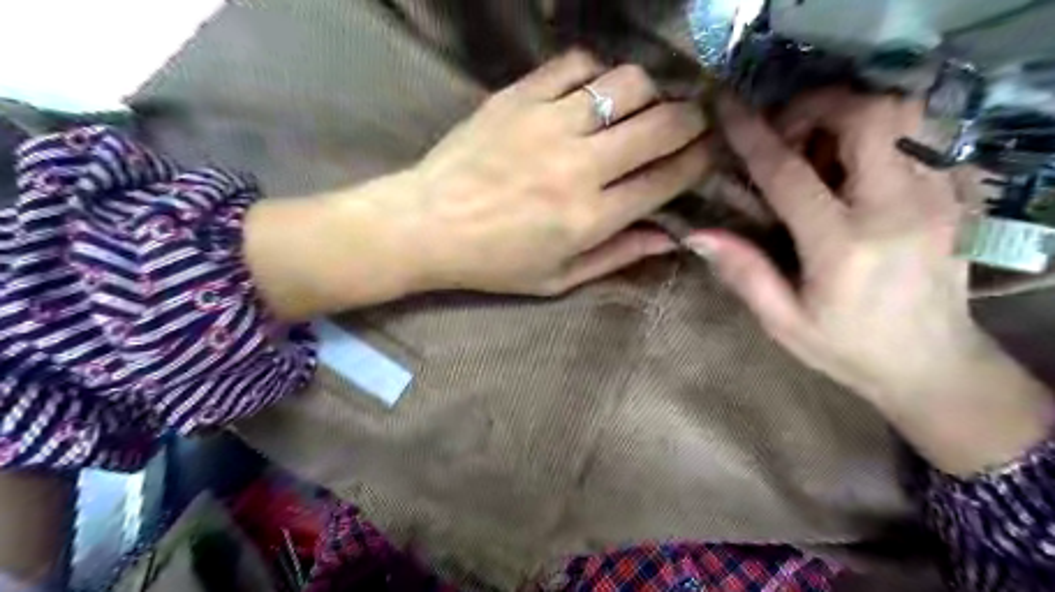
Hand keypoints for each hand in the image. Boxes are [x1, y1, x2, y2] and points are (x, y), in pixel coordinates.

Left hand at [403, 49, 707, 294]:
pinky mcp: (519, 97)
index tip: (709, 153)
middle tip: (690, 122)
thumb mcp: (557, 279)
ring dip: (648, 92)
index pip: (667, 179)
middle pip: (661, 124)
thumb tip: (669, 238)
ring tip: (641, 107)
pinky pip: (576, 65)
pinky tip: (593, 91)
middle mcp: (579, 167)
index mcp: (590, 218)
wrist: (427, 225)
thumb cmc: (493, 262)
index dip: (700, 162)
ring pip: (627, 83)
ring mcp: (548, 125)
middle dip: (692, 120)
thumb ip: (616, 257)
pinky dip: (597, 73)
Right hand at [689, 92, 1050, 476]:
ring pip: (904, 114)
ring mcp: (936, 197)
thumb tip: (697, 233)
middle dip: (817, 108)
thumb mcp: (783, 320)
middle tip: (786, 134)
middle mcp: (897, 209)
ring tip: (821, 149)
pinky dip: (883, 133)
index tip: (728, 109)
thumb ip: (743, 272)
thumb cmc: (847, 347)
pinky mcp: (955, 195)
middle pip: (867, 116)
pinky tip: (857, 166)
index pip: (790, 174)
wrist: (933, 364)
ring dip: (852, 115)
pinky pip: (923, 134)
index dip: (754, 136)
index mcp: (843, 246)